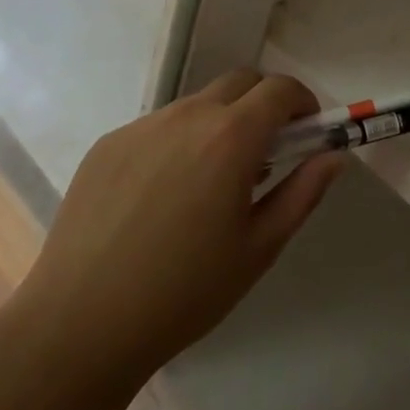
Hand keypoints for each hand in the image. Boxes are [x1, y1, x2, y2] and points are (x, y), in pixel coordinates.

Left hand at [6, 71, 343, 409]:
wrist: (77, 327)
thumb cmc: (184, 294)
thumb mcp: (259, 248)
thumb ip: (303, 192)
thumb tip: (332, 155)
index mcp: (231, 137)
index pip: (280, 89)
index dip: (302, 102)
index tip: (307, 132)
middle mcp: (187, 116)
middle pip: (241, 82)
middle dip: (264, 103)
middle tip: (266, 152)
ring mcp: (142, 127)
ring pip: (197, 104)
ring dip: (220, 123)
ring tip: (209, 182)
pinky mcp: (107, 145)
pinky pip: (158, 127)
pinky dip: (178, 142)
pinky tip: (162, 197)